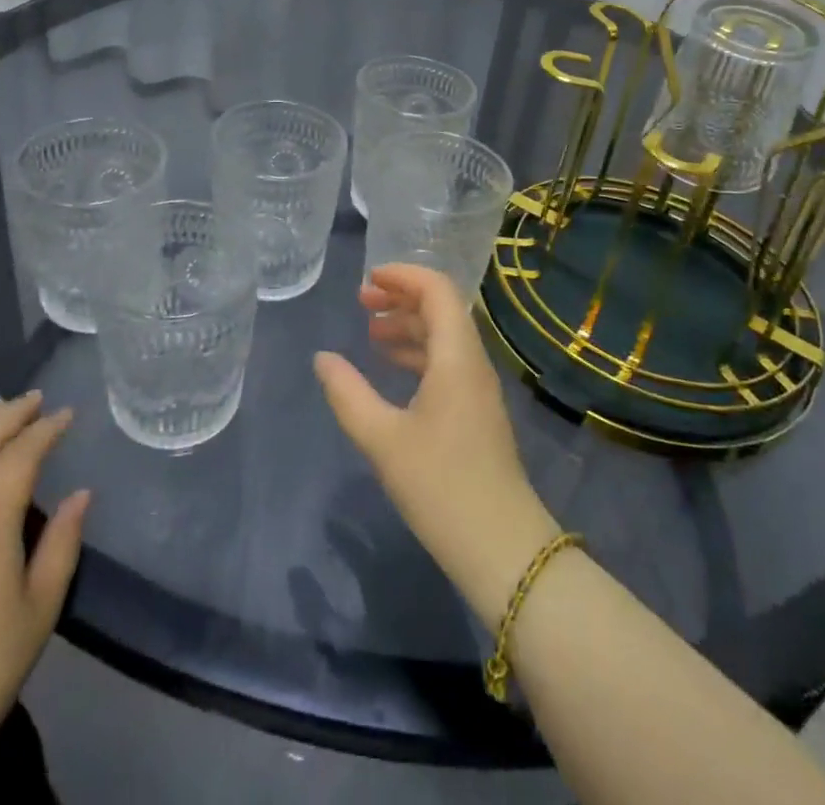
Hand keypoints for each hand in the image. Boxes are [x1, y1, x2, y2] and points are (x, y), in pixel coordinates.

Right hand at [314, 264, 560, 621]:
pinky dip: (419, 354)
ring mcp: (478, 389)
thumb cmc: (440, 485)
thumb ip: (348, 393)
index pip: (437, 290)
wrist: (501, 547)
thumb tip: (322, 358)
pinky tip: (392, 370)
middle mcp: (472, 363)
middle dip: (401, 298)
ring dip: (409, 327)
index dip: (404, 276)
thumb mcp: (382, 438)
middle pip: (441, 309)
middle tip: (362, 304)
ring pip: (444, 338)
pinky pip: (447, 363)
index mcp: (456, 356)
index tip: (368, 281)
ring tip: (370, 335)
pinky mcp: (476, 412)